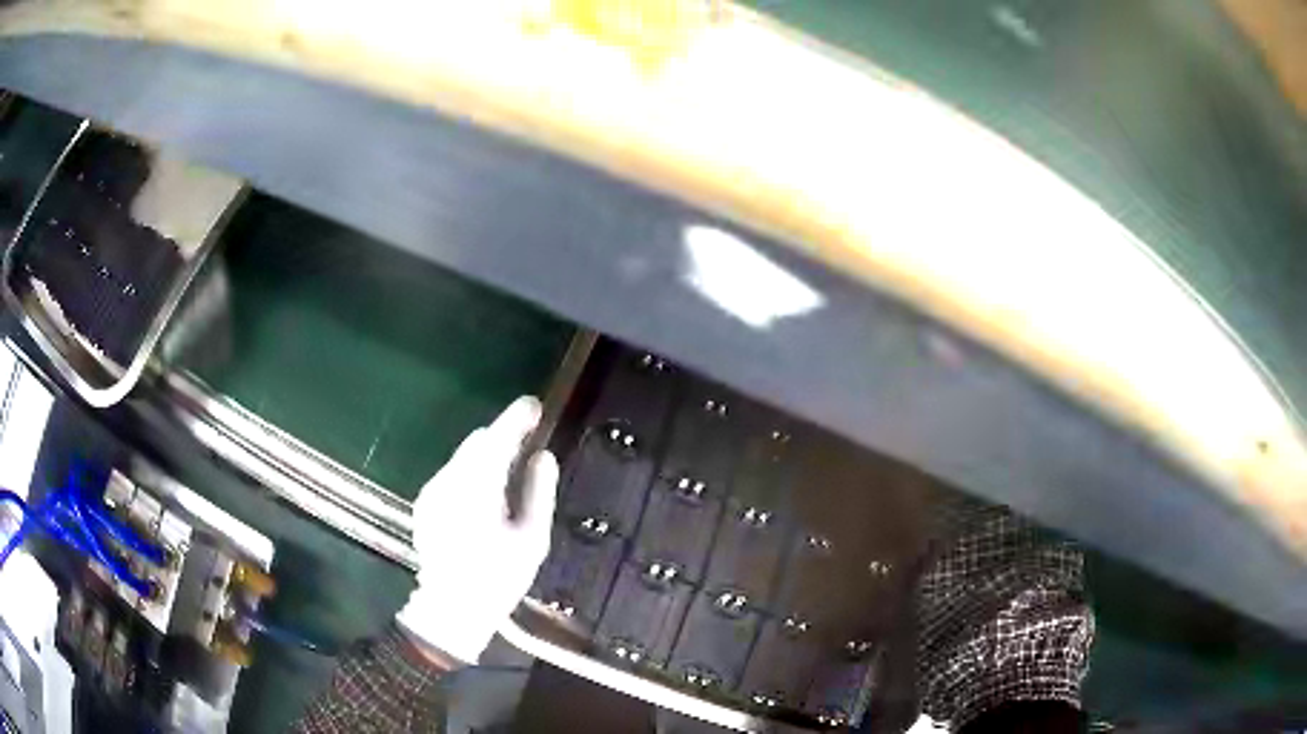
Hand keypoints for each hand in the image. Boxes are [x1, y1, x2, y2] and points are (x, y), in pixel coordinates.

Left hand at [396, 397, 558, 664]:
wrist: (452, 607)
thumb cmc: (499, 576)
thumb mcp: (532, 538)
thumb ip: (539, 491)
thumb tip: (543, 456)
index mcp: (479, 487)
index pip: (498, 438)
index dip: (517, 418)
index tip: (535, 405)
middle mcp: (450, 480)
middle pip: (478, 442)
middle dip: (502, 437)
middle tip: (528, 446)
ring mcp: (433, 491)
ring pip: (463, 457)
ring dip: (486, 456)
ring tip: (508, 475)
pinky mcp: (425, 503)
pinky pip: (452, 474)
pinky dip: (470, 473)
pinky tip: (483, 498)